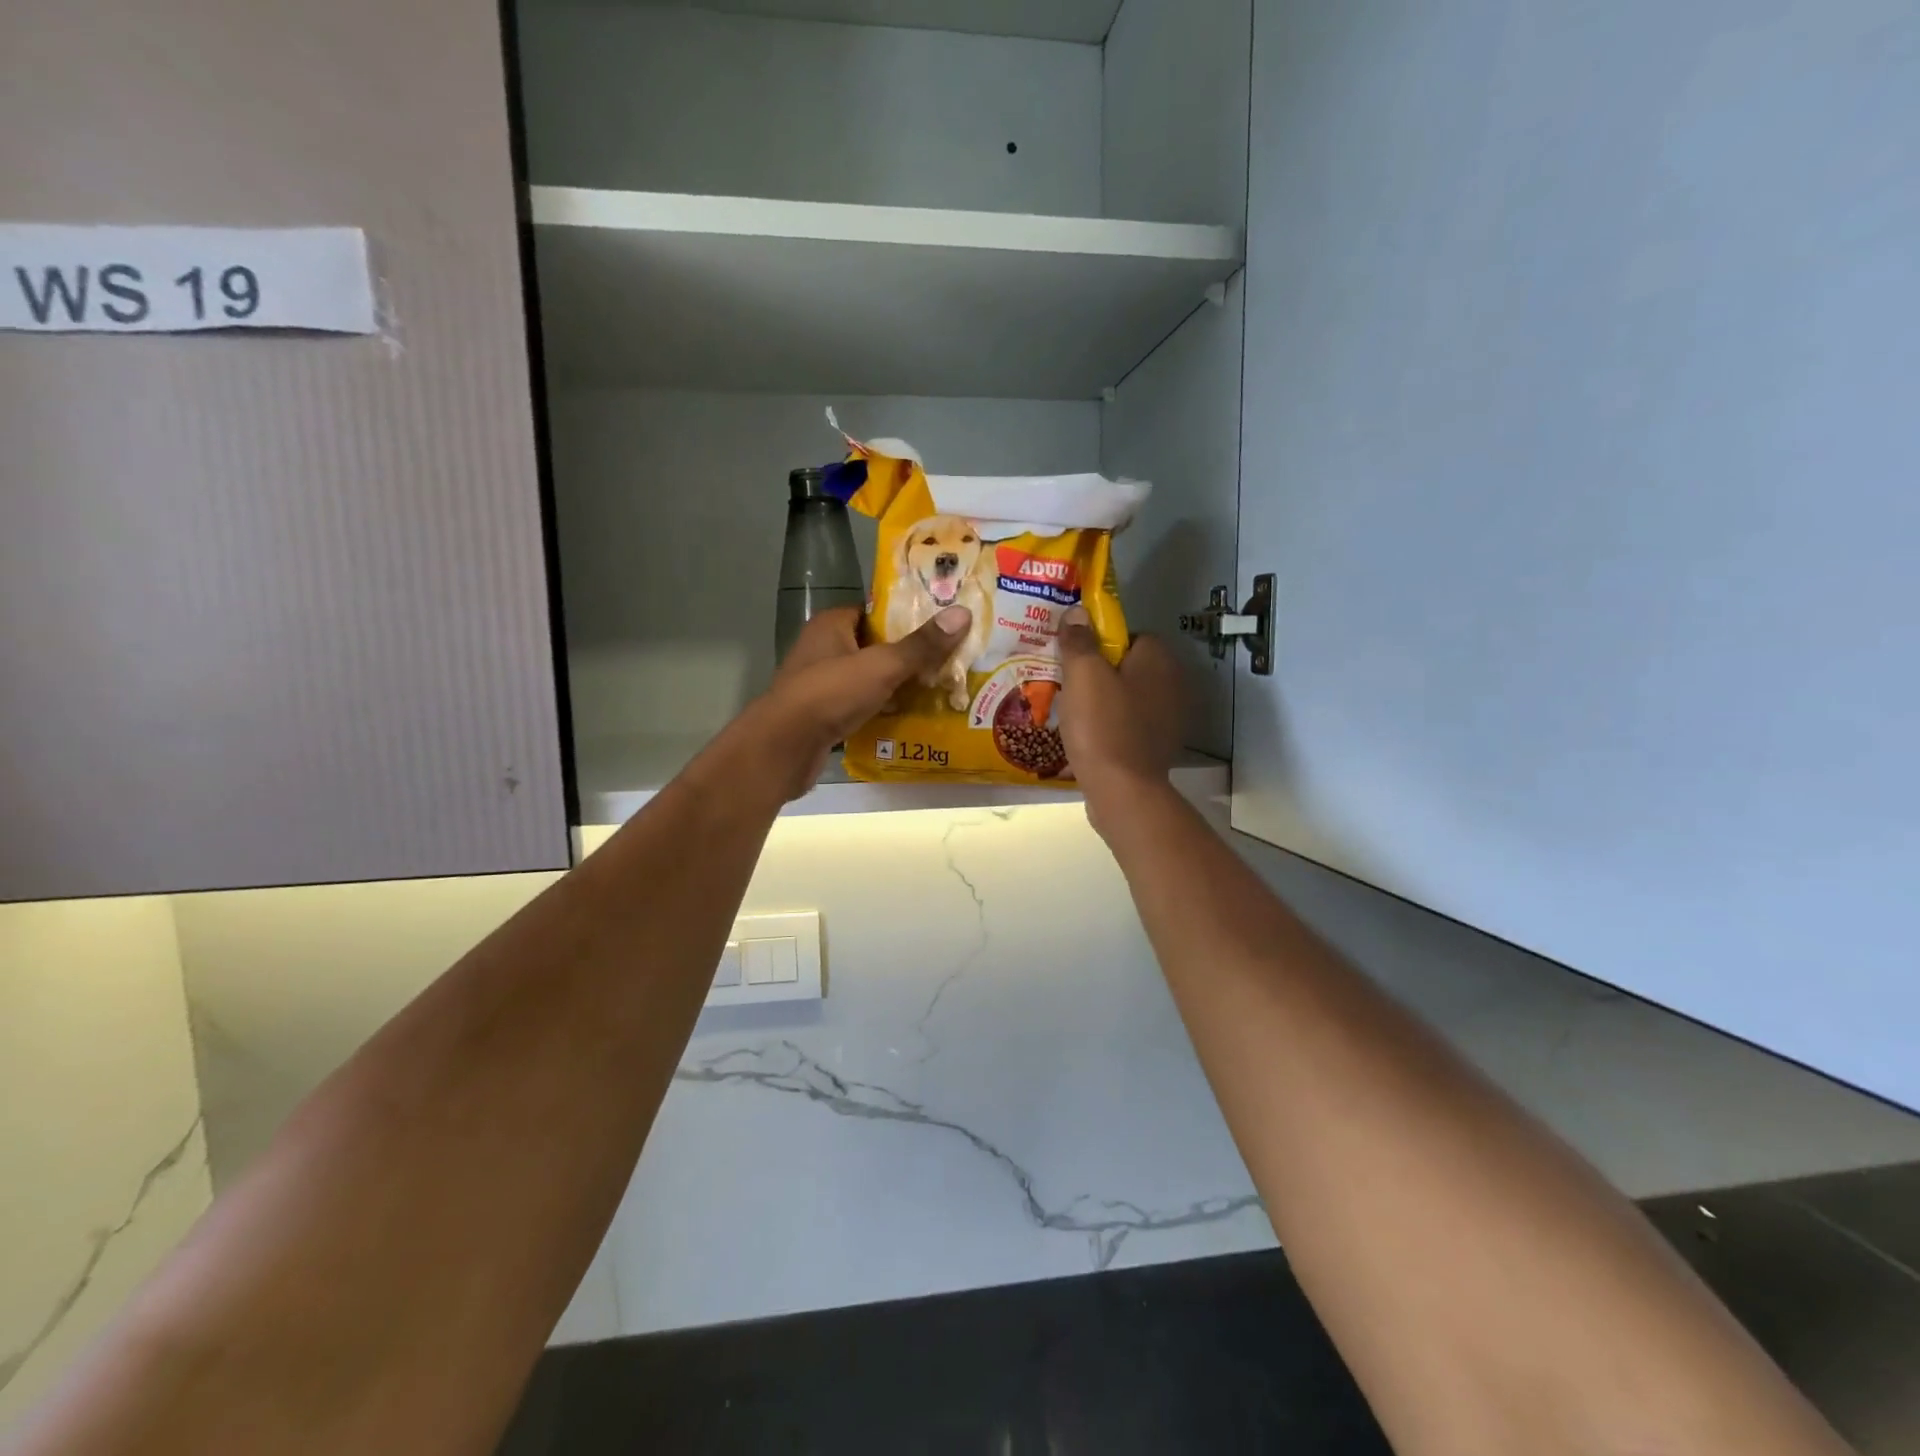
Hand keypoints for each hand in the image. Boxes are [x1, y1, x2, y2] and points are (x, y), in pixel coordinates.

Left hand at [752, 605, 971, 795]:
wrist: (784, 747)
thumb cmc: (830, 693)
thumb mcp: (882, 666)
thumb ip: (921, 645)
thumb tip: (962, 614)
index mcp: (831, 625)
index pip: (873, 611)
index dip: (905, 616)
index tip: (940, 625)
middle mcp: (822, 649)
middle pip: (874, 646)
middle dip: (907, 654)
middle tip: (948, 659)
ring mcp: (820, 684)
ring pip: (868, 678)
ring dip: (896, 685)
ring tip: (938, 688)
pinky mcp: (823, 715)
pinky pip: (860, 705)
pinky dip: (881, 710)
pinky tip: (910, 717)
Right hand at [1057, 608, 1186, 835]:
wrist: (1122, 792)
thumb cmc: (1103, 726)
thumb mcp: (1083, 676)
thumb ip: (1080, 641)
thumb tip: (1078, 612)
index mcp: (1160, 660)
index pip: (1130, 635)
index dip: (1100, 643)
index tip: (1075, 659)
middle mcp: (1173, 684)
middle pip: (1129, 667)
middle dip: (1100, 674)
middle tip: (1068, 685)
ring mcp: (1169, 719)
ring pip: (1128, 697)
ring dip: (1104, 702)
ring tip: (1073, 713)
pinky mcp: (1159, 747)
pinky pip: (1129, 725)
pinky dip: (1111, 728)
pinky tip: (1088, 738)